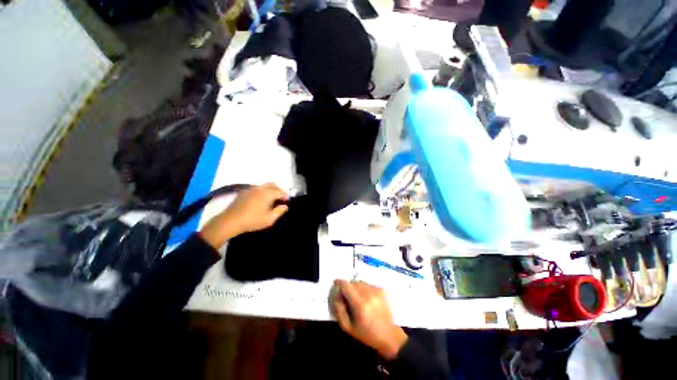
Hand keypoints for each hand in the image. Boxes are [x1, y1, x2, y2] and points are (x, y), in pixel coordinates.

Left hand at [199, 183, 288, 249]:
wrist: (230, 221)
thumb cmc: (252, 220)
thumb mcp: (269, 219)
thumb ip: (279, 211)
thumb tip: (285, 206)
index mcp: (267, 193)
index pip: (280, 191)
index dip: (285, 196)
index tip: (286, 203)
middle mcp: (260, 188)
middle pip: (273, 185)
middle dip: (278, 191)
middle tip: (280, 200)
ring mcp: (251, 189)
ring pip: (264, 186)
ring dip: (270, 191)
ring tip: (270, 201)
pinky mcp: (244, 192)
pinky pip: (256, 189)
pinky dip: (262, 192)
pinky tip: (259, 202)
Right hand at [331, 280, 407, 359]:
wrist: (388, 335)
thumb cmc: (366, 334)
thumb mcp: (348, 327)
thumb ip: (339, 311)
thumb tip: (336, 296)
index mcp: (360, 304)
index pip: (347, 286)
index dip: (339, 282)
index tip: (335, 282)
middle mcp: (368, 294)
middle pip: (353, 282)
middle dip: (347, 287)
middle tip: (346, 295)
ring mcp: (376, 291)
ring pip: (360, 282)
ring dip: (355, 287)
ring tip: (356, 297)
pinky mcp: (381, 290)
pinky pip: (367, 284)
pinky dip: (363, 288)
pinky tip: (365, 298)